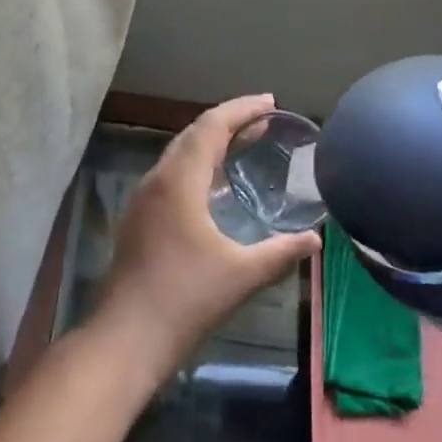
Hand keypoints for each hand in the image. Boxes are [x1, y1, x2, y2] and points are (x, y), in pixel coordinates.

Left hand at [89, 95, 319, 384]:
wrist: (127, 338)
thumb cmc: (186, 300)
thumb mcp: (242, 275)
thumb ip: (281, 252)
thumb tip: (315, 239)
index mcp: (179, 181)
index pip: (211, 126)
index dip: (242, 109)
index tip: (272, 103)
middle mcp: (157, 180)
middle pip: (193, 133)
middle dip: (229, 121)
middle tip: (265, 121)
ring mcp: (144, 199)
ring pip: (180, 154)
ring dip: (212, 143)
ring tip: (246, 144)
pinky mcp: (140, 219)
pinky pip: (172, 174)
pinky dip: (199, 165)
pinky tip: (217, 186)